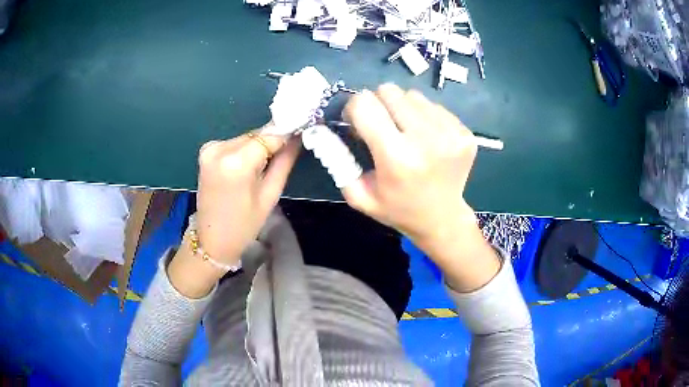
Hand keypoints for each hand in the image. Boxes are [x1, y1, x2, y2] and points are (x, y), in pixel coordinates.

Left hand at [168, 123, 299, 297]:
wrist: (211, 239)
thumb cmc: (244, 225)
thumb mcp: (270, 195)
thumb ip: (284, 161)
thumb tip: (298, 137)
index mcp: (236, 162)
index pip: (269, 136)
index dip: (287, 133)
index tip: (301, 133)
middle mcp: (219, 148)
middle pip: (256, 135)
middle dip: (272, 142)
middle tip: (285, 154)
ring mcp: (210, 148)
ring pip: (246, 138)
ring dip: (258, 146)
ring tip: (264, 167)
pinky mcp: (206, 151)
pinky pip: (234, 143)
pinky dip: (245, 150)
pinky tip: (247, 167)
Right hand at [342, 84, 498, 291]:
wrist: (442, 219)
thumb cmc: (397, 209)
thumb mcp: (359, 195)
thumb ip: (338, 161)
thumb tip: (329, 127)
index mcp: (396, 158)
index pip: (364, 104)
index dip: (354, 108)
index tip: (357, 121)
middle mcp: (426, 140)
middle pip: (389, 91)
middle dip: (378, 104)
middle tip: (382, 125)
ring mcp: (450, 134)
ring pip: (412, 95)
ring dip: (402, 109)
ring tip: (406, 133)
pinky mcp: (464, 132)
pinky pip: (433, 106)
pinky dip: (423, 116)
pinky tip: (426, 139)